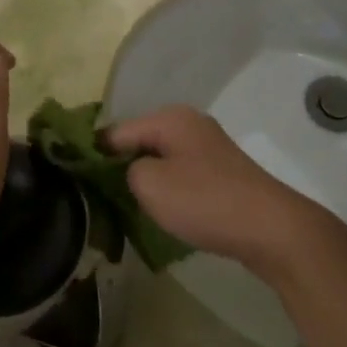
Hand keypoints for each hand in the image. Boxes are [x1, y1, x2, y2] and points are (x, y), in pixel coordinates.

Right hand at [104, 106, 331, 278]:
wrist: (271, 228)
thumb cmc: (205, 201)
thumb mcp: (150, 185)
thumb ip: (125, 170)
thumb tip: (129, 169)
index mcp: (170, 118)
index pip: (116, 131)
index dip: (93, 154)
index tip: (75, 180)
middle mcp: (189, 124)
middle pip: (139, 141)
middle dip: (119, 167)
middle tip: (100, 198)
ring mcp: (208, 148)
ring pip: (160, 159)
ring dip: (145, 181)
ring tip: (126, 208)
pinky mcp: (221, 172)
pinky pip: (181, 174)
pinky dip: (168, 190)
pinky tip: (162, 212)